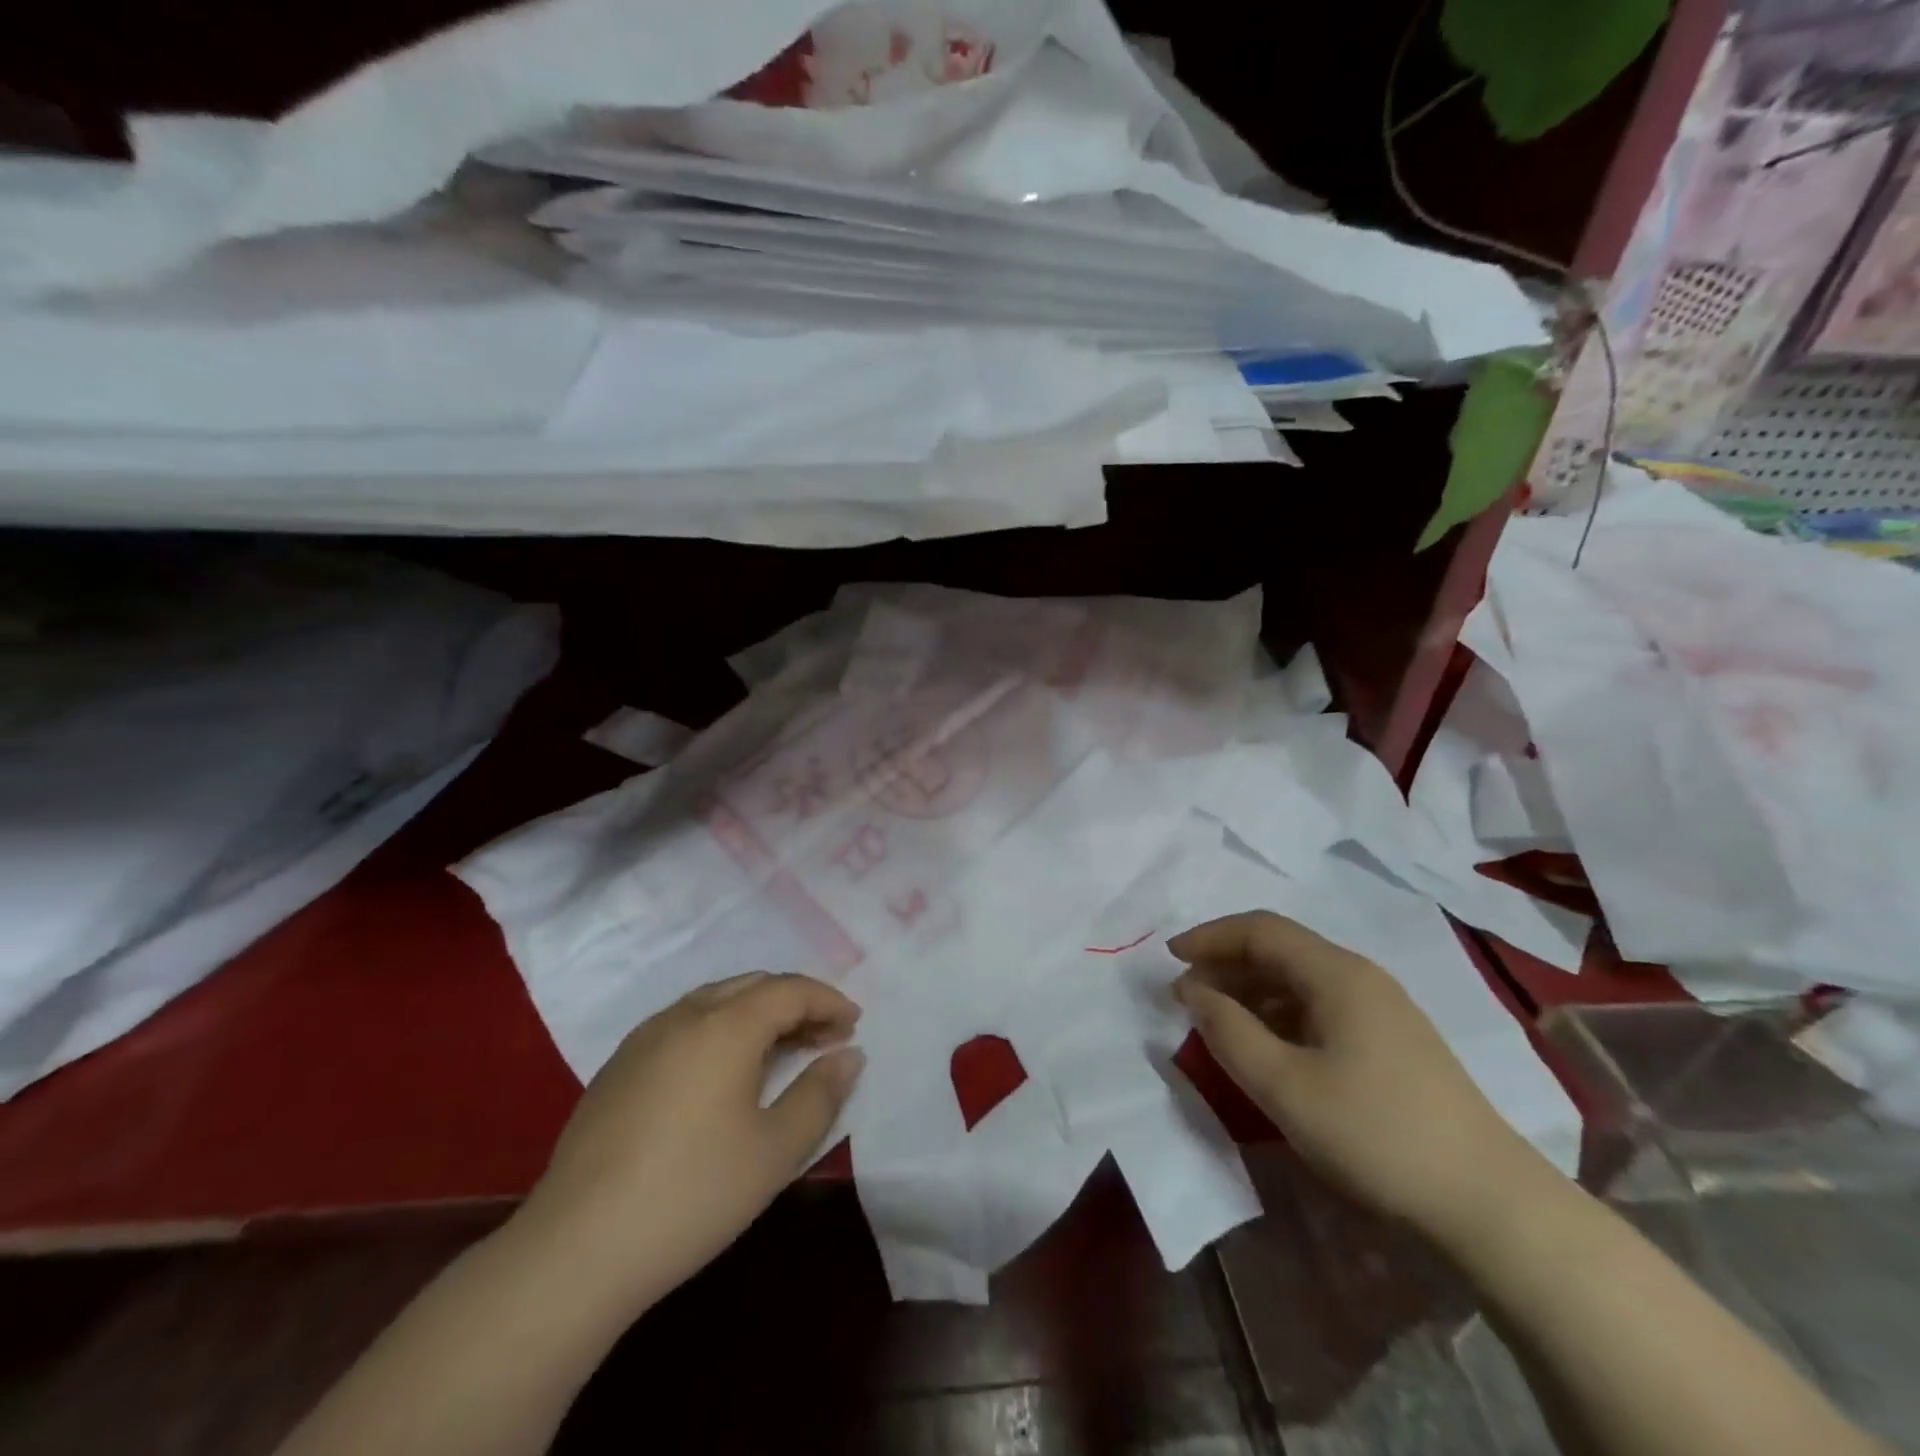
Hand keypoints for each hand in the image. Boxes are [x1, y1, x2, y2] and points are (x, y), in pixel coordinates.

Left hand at [516, 972, 864, 1310]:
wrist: (575, 1249)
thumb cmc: (692, 1194)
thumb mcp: (775, 1151)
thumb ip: (820, 1094)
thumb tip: (849, 1055)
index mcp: (726, 1025)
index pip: (789, 990)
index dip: (828, 1000)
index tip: (854, 1023)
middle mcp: (684, 1016)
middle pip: (752, 986)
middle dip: (795, 1002)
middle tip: (824, 1035)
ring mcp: (645, 1038)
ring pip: (715, 1001)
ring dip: (757, 1014)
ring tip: (781, 1050)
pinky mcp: (618, 1067)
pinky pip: (684, 1024)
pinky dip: (720, 1029)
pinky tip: (722, 1073)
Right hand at [1171, 911, 1553, 1246]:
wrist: (1489, 1204)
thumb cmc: (1376, 1135)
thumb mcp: (1284, 1087)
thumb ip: (1228, 1031)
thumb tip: (1192, 990)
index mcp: (1337, 973)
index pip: (1260, 929)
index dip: (1210, 937)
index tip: (1169, 960)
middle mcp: (1360, 977)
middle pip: (1280, 949)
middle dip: (1226, 964)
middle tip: (1186, 996)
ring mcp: (1381, 1009)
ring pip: (1299, 979)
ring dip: (1250, 991)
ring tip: (1216, 1022)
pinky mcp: (1391, 1042)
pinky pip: (1319, 1007)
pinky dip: (1278, 1014)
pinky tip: (1266, 1046)